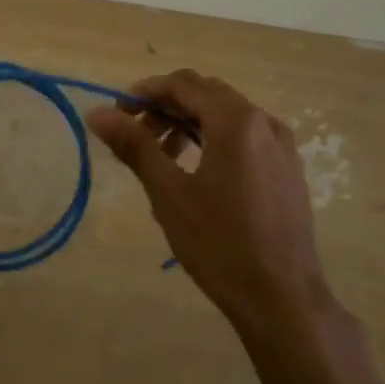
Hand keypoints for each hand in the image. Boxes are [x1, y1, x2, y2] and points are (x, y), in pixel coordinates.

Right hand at [87, 69, 331, 340]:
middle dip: (166, 106)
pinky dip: (214, 139)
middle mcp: (264, 122)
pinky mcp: (287, 169)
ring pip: (226, 116)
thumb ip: (135, 146)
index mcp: (236, 120)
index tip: (116, 111)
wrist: (281, 298)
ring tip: (160, 155)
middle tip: (134, 132)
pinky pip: (245, 137)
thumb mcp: (169, 193)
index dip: (146, 91)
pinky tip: (195, 170)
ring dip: (189, 123)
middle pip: (206, 95)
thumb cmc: (219, 243)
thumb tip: (97, 114)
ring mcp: (281, 146)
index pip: (183, 85)